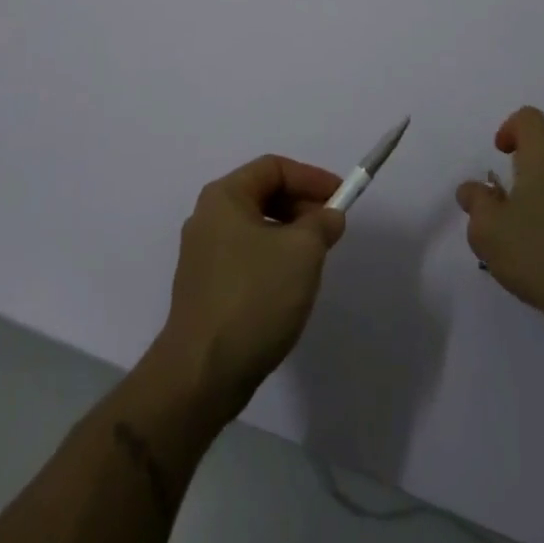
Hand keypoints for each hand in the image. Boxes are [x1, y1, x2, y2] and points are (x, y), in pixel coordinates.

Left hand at [155, 154, 345, 415]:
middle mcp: (207, 218)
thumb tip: (328, 216)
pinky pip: (247, 258)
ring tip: (316, 260)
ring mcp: (202, 255)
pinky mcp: (205, 289)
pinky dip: (273, 260)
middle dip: (302, 207)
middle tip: (331, 229)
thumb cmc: (253, 297)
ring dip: (290, 236)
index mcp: (224, 197)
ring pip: (256, 229)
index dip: (311, 178)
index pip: (274, 168)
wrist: (202, 374)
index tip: (342, 197)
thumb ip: (321, 223)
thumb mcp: (302, 251)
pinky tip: (290, 287)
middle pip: (263, 195)